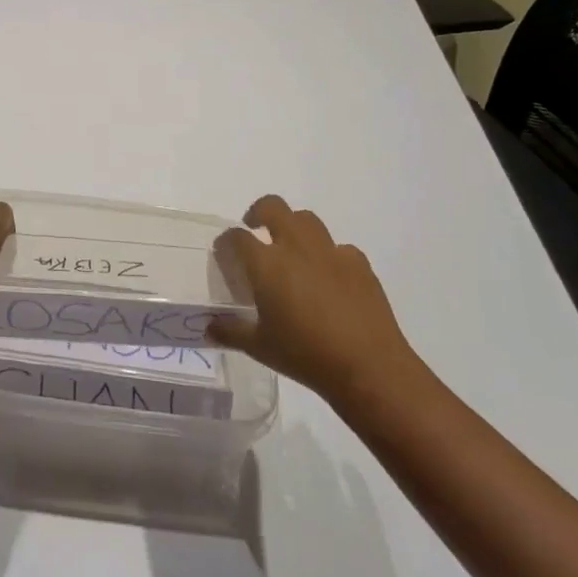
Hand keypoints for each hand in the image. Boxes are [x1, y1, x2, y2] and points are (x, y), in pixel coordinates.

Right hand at [209, 195, 421, 405]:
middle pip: (273, 207)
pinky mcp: (359, 264)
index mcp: (266, 264)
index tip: (225, 252)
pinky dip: (328, 255)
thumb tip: (208, 328)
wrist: (369, 368)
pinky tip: (329, 277)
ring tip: (292, 249)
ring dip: (294, 226)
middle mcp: (296, 248)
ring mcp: (330, 252)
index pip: (237, 237)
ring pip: (307, 219)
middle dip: (259, 212)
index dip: (226, 241)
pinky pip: (339, 248)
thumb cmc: (305, 356)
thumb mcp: (259, 347)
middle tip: (255, 228)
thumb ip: (230, 331)